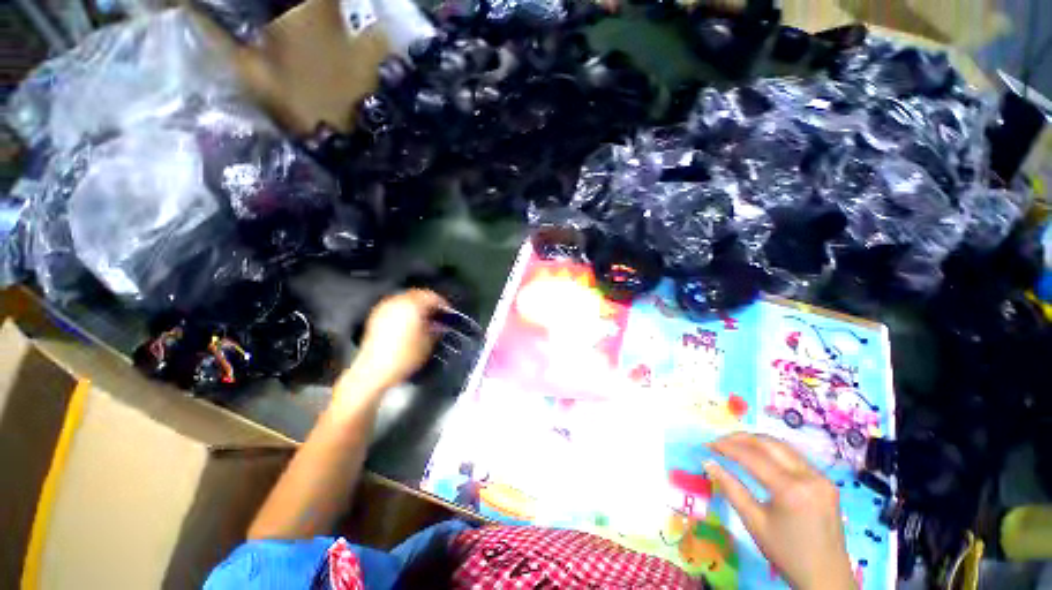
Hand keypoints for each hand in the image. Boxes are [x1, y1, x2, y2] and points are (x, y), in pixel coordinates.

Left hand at [340, 289, 448, 395]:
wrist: (374, 371)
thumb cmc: (402, 357)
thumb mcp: (428, 343)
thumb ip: (437, 329)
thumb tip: (440, 325)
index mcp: (413, 305)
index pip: (432, 296)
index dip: (442, 303)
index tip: (447, 312)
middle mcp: (397, 302)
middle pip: (418, 295)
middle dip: (429, 303)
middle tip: (437, 315)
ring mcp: (385, 308)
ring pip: (405, 300)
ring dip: (416, 306)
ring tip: (424, 320)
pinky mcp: (376, 317)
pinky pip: (394, 307)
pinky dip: (404, 312)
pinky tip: (409, 324)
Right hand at [706, 433, 855, 589]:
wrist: (826, 577)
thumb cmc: (786, 554)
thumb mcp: (754, 522)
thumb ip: (731, 488)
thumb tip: (708, 463)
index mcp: (791, 490)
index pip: (752, 457)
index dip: (726, 447)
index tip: (707, 445)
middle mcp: (809, 476)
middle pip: (769, 443)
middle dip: (740, 438)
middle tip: (719, 441)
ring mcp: (821, 477)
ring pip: (783, 446)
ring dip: (756, 442)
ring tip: (735, 445)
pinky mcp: (826, 481)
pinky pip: (794, 457)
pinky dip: (773, 452)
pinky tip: (760, 456)